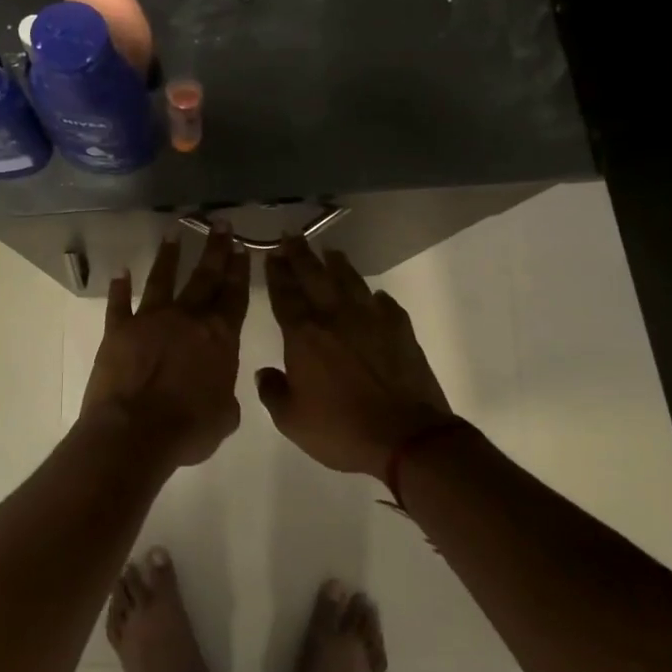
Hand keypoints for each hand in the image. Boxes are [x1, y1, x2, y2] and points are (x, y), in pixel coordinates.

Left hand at [80, 226, 249, 465]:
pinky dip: (119, 288)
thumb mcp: (225, 416)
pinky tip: (120, 272)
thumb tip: (219, 386)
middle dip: (215, 249)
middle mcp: (187, 318)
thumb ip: (225, 392)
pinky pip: (119, 304)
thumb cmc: (188, 429)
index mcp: (220, 336)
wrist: (135, 434)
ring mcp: (151, 320)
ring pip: (163, 279)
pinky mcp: (118, 330)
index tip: (242, 247)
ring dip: (169, 256)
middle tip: (221, 224)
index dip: (240, 270)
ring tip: (174, 233)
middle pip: (205, 277)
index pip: (234, 295)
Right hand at [257, 236, 456, 476]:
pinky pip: (384, 304)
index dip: (276, 272)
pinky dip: (374, 297)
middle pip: (314, 276)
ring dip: (337, 264)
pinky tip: (373, 295)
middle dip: (300, 254)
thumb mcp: (292, 421)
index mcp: (304, 335)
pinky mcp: (400, 330)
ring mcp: (371, 319)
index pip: (285, 294)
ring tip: (329, 251)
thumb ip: (273, 392)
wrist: (406, 436)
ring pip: (350, 281)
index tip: (271, 254)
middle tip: (291, 235)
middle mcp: (335, 317)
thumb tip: (265, 372)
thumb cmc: (341, 429)